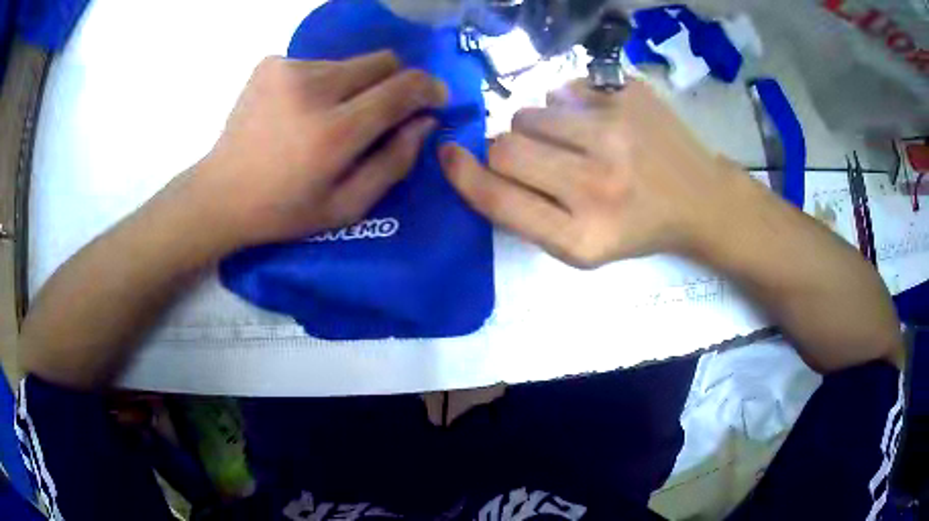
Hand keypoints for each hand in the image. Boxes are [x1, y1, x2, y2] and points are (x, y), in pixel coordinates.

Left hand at [190, 52, 447, 250]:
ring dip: (355, 86)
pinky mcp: (271, 63)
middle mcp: (313, 88)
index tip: (435, 99)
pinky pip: (319, 63)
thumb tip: (425, 122)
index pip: (403, 87)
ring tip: (330, 117)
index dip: (429, 88)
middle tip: (381, 112)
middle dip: (394, 83)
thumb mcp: (346, 206)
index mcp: (334, 131)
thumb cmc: (284, 210)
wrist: (220, 193)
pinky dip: (323, 83)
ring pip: (351, 62)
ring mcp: (288, 70)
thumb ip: (393, 163)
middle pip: (383, 61)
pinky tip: (301, 110)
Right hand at [441, 79, 739, 268]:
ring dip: (537, 128)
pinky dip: (568, 106)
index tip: (448, 155)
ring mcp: (617, 131)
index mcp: (583, 236)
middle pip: (505, 146)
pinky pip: (564, 90)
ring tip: (572, 142)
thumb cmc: (637, 228)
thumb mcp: (582, 248)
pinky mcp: (629, 96)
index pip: (498, 198)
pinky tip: (597, 123)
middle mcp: (599, 183)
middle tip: (536, 158)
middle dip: (506, 150)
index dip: (462, 174)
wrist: (700, 198)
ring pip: (530, 112)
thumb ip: (527, 215)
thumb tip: (476, 165)